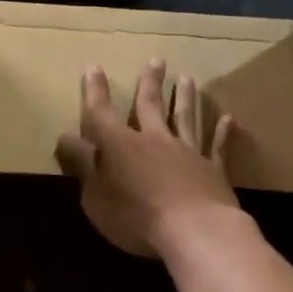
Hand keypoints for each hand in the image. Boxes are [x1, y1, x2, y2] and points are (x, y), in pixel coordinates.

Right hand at [53, 59, 239, 258]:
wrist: (195, 231)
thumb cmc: (136, 218)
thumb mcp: (96, 196)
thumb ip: (82, 165)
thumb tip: (65, 137)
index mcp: (120, 146)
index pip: (101, 113)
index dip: (95, 91)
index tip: (94, 67)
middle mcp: (154, 140)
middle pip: (150, 106)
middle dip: (149, 82)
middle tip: (156, 59)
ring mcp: (187, 152)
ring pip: (185, 118)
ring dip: (185, 97)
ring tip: (187, 78)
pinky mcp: (213, 170)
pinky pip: (216, 147)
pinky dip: (221, 133)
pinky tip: (227, 119)